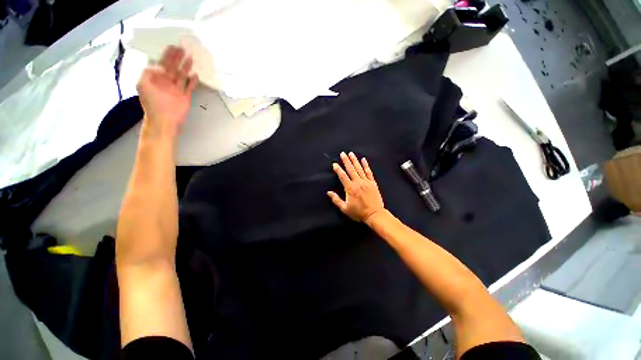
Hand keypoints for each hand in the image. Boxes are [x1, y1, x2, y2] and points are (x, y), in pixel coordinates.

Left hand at [137, 46, 198, 137]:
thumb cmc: (152, 103)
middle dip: (177, 58)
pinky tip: (195, 75)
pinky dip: (193, 81)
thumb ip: (148, 72)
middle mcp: (167, 81)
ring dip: (186, 66)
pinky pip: (190, 86)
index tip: (172, 47)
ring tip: (190, 58)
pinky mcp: (185, 96)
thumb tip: (160, 66)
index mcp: (156, 78)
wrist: (164, 119)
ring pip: (182, 74)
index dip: (167, 55)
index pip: (162, 63)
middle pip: (173, 67)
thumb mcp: (143, 84)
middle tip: (183, 49)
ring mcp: (177, 88)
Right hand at [327, 152, 384, 221]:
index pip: (342, 176)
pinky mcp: (373, 183)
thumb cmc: (358, 212)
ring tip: (351, 154)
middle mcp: (358, 183)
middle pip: (351, 169)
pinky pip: (369, 172)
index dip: (338, 169)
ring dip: (355, 160)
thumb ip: (336, 200)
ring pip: (359, 169)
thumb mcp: (345, 208)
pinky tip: (364, 160)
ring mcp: (366, 182)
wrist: (374, 214)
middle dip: (346, 161)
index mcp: (350, 188)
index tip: (334, 164)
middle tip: (343, 153)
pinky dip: (366, 165)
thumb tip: (328, 192)